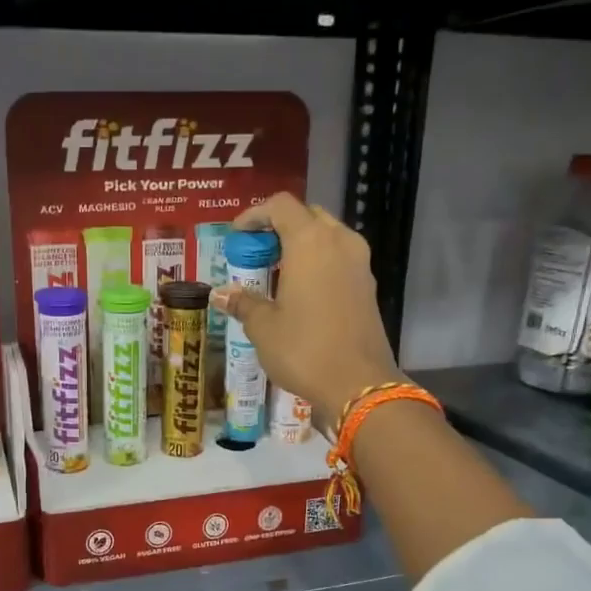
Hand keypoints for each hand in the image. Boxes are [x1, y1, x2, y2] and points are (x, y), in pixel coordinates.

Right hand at [211, 193, 402, 430]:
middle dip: (279, 227)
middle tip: (255, 253)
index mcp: (310, 242)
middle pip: (307, 216)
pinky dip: (317, 263)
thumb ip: (243, 303)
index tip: (236, 237)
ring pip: (327, 236)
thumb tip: (222, 294)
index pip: (281, 205)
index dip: (255, 215)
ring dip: (300, 245)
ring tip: (275, 272)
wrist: (358, 384)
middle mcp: (339, 242)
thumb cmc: (304, 349)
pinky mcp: (368, 286)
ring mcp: (360, 263)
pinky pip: (339, 259)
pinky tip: (299, 291)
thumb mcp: (263, 327)